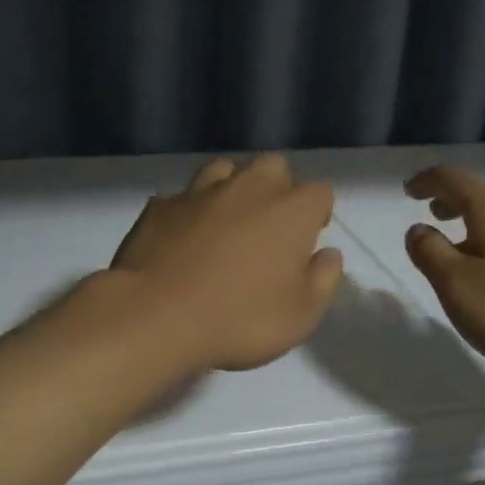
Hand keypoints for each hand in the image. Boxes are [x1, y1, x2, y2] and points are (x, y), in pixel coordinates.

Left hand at [108, 155, 343, 372]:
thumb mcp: (301, 315)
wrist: (155, 315)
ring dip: (233, 188)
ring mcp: (200, 191)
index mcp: (291, 210)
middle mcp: (248, 187)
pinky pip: (183, 197)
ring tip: (227, 222)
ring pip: (225, 169)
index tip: (309, 239)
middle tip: (270, 226)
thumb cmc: (240, 318)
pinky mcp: (161, 205)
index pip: (320, 192)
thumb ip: (324, 279)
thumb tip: (328, 254)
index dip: (318, 213)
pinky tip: (183, 238)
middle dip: (278, 188)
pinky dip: (190, 211)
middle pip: (274, 167)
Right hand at [403, 165, 484, 388]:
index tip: (407, 191)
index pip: (452, 179)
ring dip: (474, 219)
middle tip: (431, 216)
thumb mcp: (456, 285)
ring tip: (457, 245)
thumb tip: (418, 229)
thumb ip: (429, 251)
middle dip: (452, 199)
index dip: (426, 181)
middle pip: (481, 191)